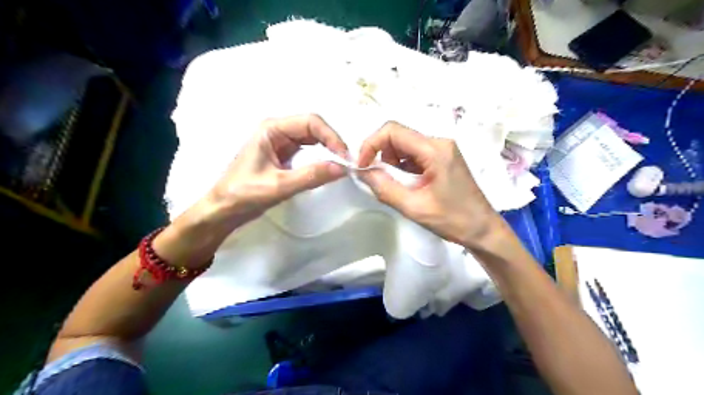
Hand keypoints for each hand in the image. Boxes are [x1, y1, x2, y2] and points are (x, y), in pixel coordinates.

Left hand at [205, 114, 349, 224]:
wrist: (222, 210)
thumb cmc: (243, 194)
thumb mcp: (279, 186)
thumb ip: (311, 176)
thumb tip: (342, 168)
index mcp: (272, 129)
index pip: (311, 122)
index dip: (331, 136)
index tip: (344, 157)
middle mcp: (277, 131)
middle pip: (313, 128)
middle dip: (331, 142)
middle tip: (346, 162)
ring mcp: (280, 144)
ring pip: (312, 139)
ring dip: (328, 149)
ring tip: (341, 164)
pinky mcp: (283, 157)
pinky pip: (307, 152)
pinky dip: (320, 157)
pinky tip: (327, 166)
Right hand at [360, 122, 503, 247]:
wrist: (483, 230)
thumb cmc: (453, 220)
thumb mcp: (414, 207)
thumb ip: (384, 188)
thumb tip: (362, 172)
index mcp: (435, 150)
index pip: (393, 130)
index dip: (371, 144)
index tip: (362, 166)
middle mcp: (439, 143)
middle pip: (398, 136)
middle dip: (381, 156)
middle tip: (380, 180)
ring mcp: (442, 149)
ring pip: (404, 146)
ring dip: (392, 163)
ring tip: (398, 187)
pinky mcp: (443, 158)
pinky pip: (414, 155)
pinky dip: (403, 167)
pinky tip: (408, 186)